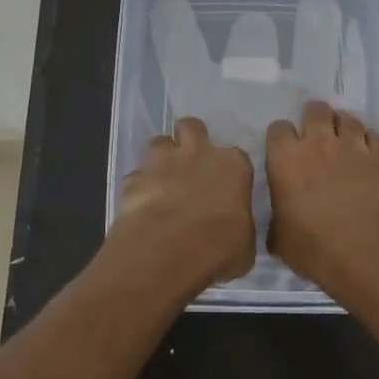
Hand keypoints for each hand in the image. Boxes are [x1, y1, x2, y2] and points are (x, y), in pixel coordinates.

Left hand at [113, 117, 255, 287]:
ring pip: (160, 142)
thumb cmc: (218, 248)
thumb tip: (234, 229)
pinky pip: (137, 175)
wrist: (168, 251)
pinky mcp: (134, 178)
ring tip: (163, 182)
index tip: (226, 186)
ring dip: (162, 158)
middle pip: (192, 127)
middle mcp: (198, 153)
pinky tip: (142, 206)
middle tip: (191, 166)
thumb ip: (239, 225)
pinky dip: (140, 187)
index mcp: (233, 165)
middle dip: (190, 140)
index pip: (236, 156)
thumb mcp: (245, 243)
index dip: (229, 170)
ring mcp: (162, 162)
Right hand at [265, 100, 378, 292]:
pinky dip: (372, 144)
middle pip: (315, 110)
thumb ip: (277, 219)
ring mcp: (355, 145)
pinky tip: (372, 158)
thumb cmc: (315, 248)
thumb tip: (281, 220)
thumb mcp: (280, 239)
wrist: (368, 253)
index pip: (278, 129)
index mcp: (285, 158)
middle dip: (315, 118)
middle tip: (318, 137)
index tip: (286, 151)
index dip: (282, 139)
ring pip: (348, 119)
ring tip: (347, 144)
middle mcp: (319, 142)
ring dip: (345, 128)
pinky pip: (377, 137)